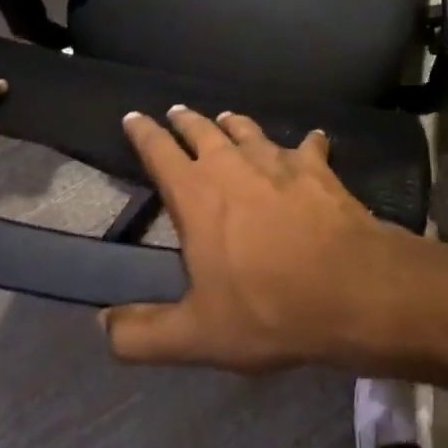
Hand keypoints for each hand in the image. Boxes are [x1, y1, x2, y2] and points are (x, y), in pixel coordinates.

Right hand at [101, 107, 414, 371]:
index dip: (143, 133)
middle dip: (186, 120)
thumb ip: (142, 333)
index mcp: (197, 195)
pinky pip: (307, 144)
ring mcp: (277, 159)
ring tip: (226, 118)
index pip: (159, 152)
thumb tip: (101, 325)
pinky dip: (306, 143)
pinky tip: (312, 141)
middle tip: (176, 111)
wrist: (346, 285)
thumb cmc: (265, 309)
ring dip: (234, 124)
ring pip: (248, 129)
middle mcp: (233, 163)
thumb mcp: (195, 336)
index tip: (132, 116)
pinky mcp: (315, 164)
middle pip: (202, 130)